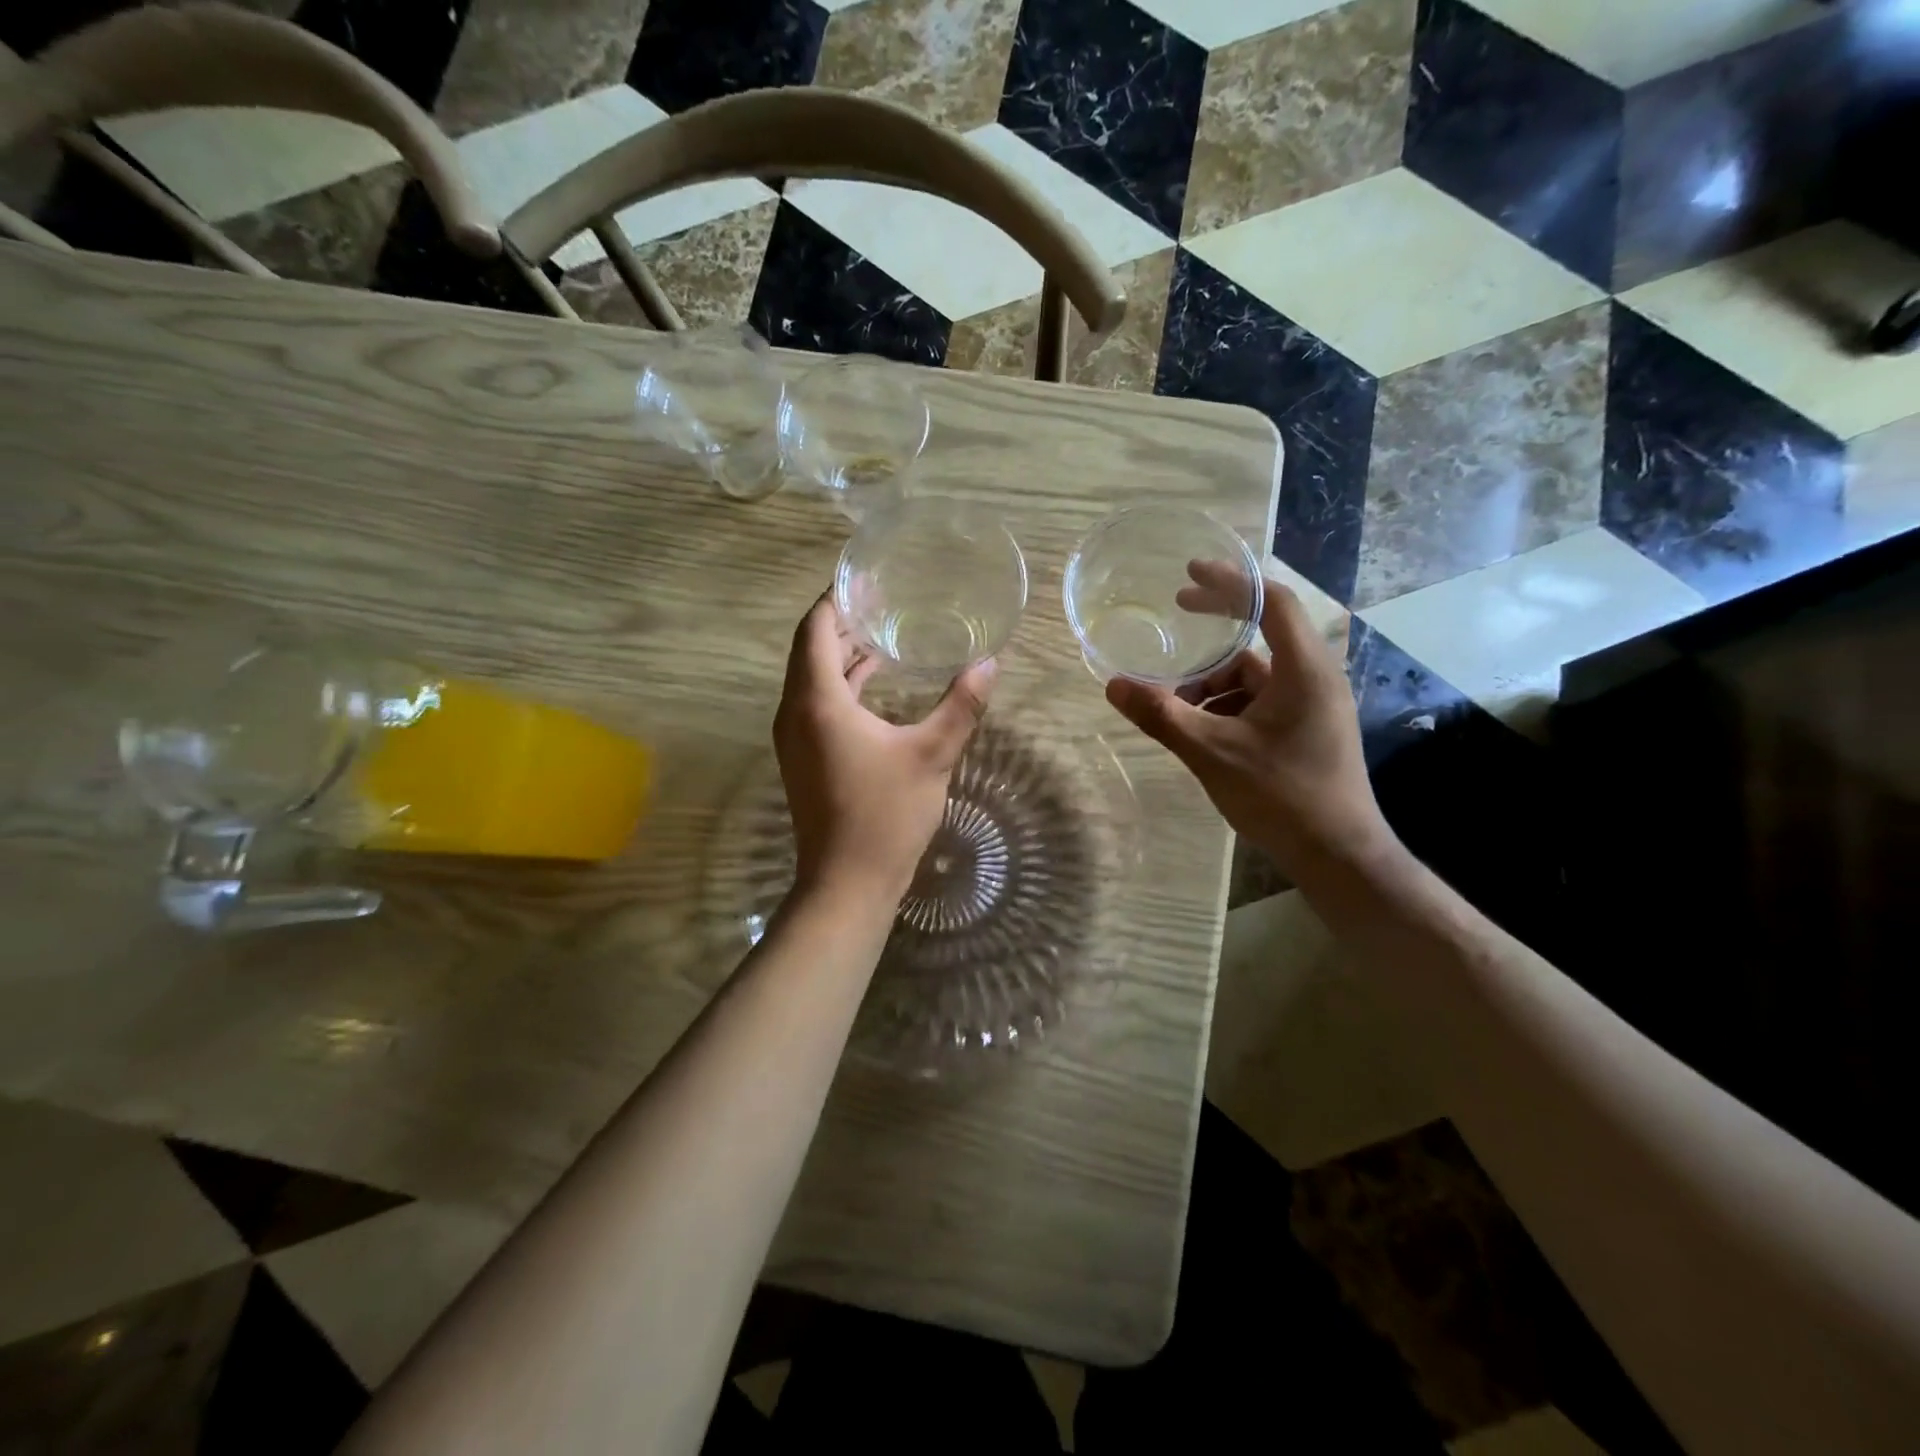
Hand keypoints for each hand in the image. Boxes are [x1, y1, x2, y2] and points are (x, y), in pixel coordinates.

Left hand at [773, 594, 996, 906]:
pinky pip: (815, 703)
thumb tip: (989, 663)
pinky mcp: (802, 757)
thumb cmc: (885, 815)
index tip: (865, 579)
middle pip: (809, 649)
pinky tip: (874, 682)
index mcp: (817, 701)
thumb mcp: (932, 755)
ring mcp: (793, 737)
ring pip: (811, 678)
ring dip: (841, 653)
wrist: (847, 883)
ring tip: (882, 631)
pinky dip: (841, 684)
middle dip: (841, 621)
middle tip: (880, 599)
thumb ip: (961, 705)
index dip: (835, 599)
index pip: (815, 629)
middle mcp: (794, 712)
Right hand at [1104, 562, 1393, 879]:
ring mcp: (1314, 707)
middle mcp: (1314, 678)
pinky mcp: (1308, 731)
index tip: (1189, 574)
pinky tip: (1199, 732)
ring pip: (1255, 677)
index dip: (1230, 582)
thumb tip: (1114, 685)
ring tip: (1174, 706)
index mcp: (1302, 670)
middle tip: (1175, 619)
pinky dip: (1227, 706)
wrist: (1338, 856)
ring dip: (1213, 683)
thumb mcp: (1211, 752)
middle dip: (1212, 635)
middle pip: (1259, 639)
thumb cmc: (1281, 796)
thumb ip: (1162, 715)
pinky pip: (1262, 702)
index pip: (1271, 601)